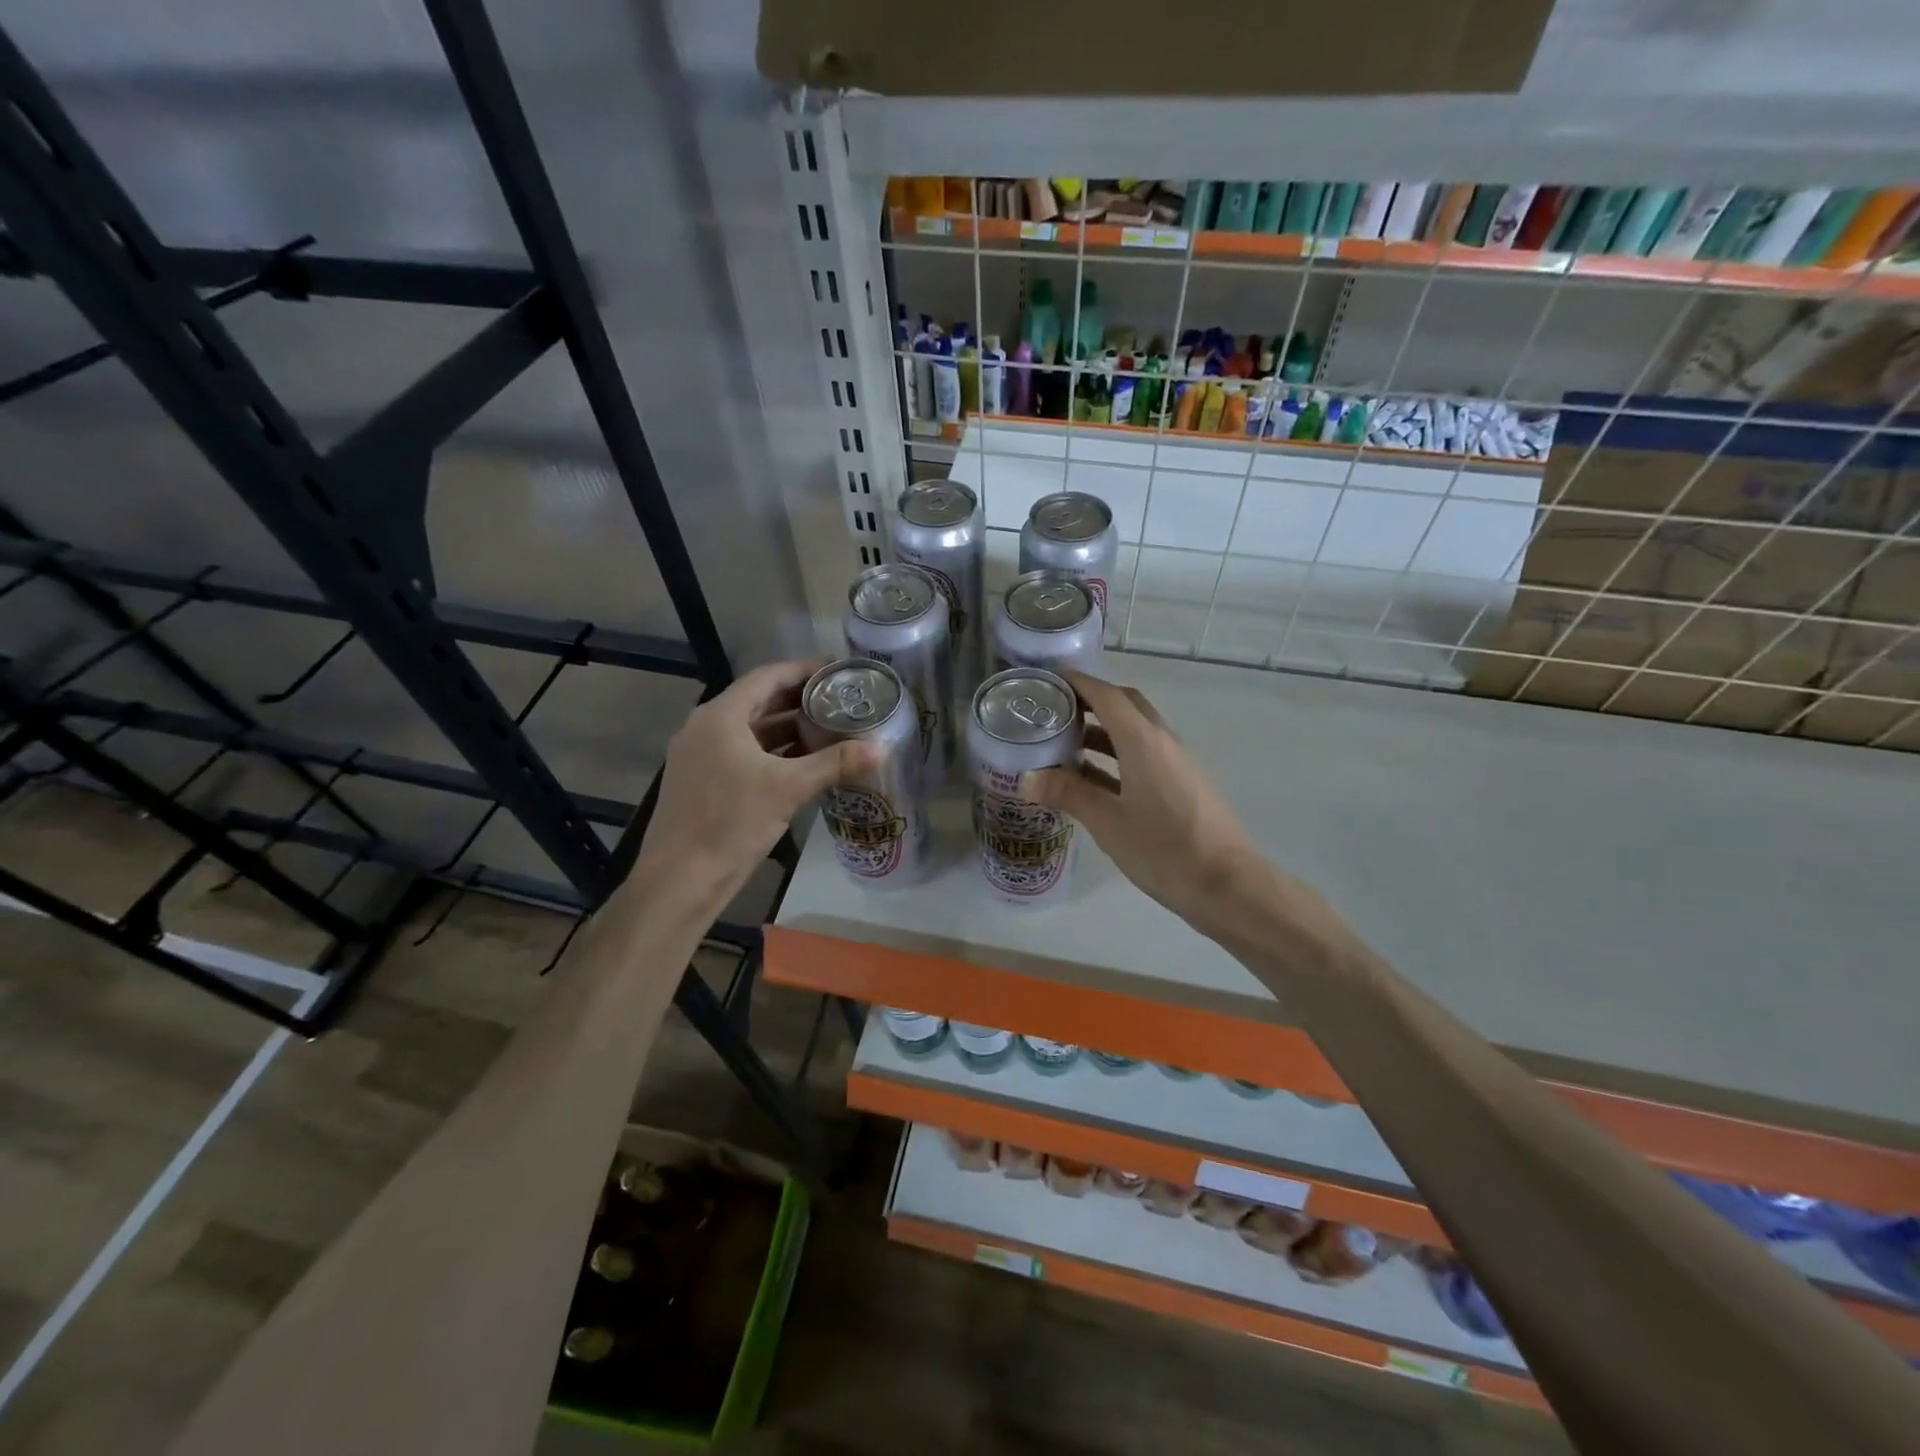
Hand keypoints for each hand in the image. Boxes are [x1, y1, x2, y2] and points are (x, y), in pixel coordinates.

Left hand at [633, 661, 874, 901]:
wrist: (680, 879)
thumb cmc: (731, 823)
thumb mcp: (788, 789)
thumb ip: (835, 764)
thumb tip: (882, 749)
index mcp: (720, 716)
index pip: (767, 677)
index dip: (804, 670)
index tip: (837, 671)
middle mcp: (705, 727)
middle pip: (758, 701)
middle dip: (800, 700)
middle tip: (840, 700)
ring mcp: (700, 755)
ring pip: (751, 730)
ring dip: (787, 729)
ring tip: (829, 729)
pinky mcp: (702, 781)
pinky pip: (742, 753)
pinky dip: (772, 753)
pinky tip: (802, 764)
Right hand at [1021, 671, 1272, 938]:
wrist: (1227, 885)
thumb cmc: (1164, 849)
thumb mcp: (1108, 822)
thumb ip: (1069, 794)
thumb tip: (1028, 778)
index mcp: (1143, 741)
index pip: (1107, 695)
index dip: (1078, 682)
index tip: (1048, 679)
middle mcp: (1162, 741)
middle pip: (1125, 705)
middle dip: (1091, 701)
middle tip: (1054, 710)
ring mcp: (1176, 763)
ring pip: (1135, 732)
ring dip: (1102, 730)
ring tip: (1064, 743)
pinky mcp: (1182, 785)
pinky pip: (1143, 755)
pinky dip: (1116, 755)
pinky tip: (1092, 779)